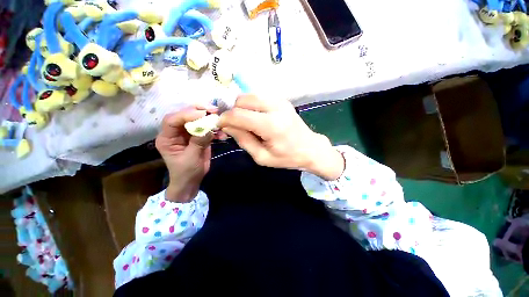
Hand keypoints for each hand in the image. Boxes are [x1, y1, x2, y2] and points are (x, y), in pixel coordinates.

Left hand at [155, 106, 216, 202]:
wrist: (192, 180)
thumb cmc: (186, 172)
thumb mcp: (191, 158)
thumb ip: (198, 142)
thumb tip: (208, 129)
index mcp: (167, 138)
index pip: (172, 120)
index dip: (186, 114)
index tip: (202, 114)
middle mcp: (176, 133)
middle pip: (185, 116)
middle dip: (199, 111)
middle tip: (213, 110)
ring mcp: (188, 134)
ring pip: (197, 120)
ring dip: (209, 119)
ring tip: (219, 120)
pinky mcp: (199, 136)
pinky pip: (206, 129)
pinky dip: (215, 130)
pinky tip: (222, 134)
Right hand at [218, 95, 344, 180]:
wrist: (310, 148)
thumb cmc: (287, 157)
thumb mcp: (262, 157)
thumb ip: (243, 140)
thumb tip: (227, 126)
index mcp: (271, 125)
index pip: (239, 115)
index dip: (225, 118)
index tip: (220, 125)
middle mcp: (275, 107)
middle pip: (242, 100)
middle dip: (233, 111)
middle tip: (234, 124)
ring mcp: (280, 101)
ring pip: (249, 95)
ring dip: (241, 107)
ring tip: (244, 121)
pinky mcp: (282, 100)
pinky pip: (259, 97)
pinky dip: (251, 105)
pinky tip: (255, 117)